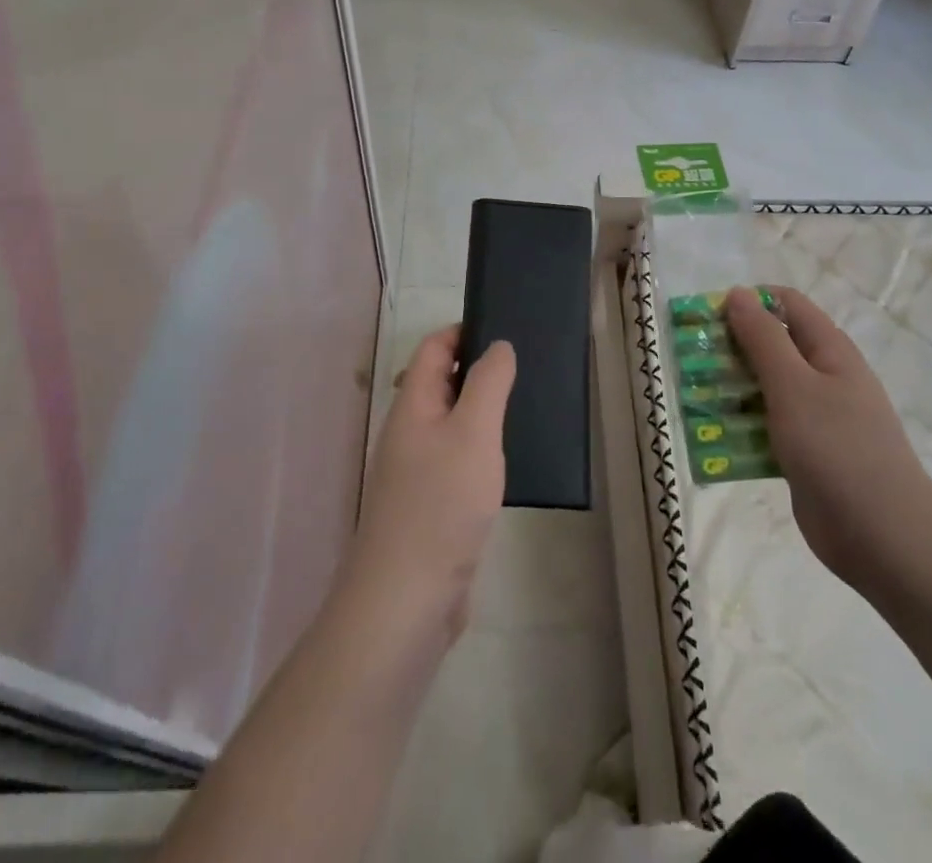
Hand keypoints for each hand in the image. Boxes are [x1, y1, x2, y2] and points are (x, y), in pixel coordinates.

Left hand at [339, 325, 514, 645]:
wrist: (406, 601)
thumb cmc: (440, 505)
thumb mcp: (474, 432)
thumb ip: (488, 383)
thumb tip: (497, 345)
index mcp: (412, 406)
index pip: (433, 350)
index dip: (463, 332)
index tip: (504, 329)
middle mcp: (409, 433)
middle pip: (441, 385)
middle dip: (478, 371)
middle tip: (524, 369)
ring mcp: (417, 473)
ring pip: (451, 425)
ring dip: (482, 412)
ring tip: (525, 409)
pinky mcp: (431, 508)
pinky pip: (458, 462)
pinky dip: (481, 451)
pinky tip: (508, 463)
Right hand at [726, 286, 931, 596]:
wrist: (885, 540)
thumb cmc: (838, 449)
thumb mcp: (794, 385)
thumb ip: (763, 338)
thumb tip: (738, 293)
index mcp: (829, 350)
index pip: (786, 304)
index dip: (748, 302)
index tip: (709, 318)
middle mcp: (823, 377)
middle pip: (771, 345)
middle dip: (730, 348)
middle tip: (692, 362)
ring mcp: (815, 417)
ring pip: (764, 388)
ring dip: (730, 389)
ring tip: (695, 398)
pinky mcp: (804, 453)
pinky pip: (766, 427)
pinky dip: (741, 427)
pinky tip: (713, 439)